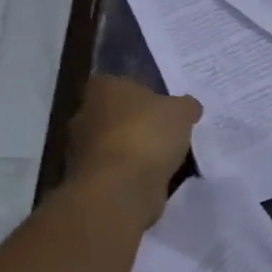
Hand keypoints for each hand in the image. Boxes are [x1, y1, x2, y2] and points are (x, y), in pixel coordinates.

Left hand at [67, 76, 200, 218]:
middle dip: (136, 123)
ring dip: (133, 151)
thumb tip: (189, 107)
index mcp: (102, 88)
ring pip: (113, 144)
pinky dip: (130, 174)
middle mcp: (84, 114)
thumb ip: (185, 106)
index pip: (119, 83)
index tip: (161, 105)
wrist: (121, 187)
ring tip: (163, 159)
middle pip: (115, 115)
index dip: (141, 93)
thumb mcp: (181, 112)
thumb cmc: (147, 135)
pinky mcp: (88, 179)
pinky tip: (152, 179)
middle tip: (165, 132)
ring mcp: (82, 150)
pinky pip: (115, 171)